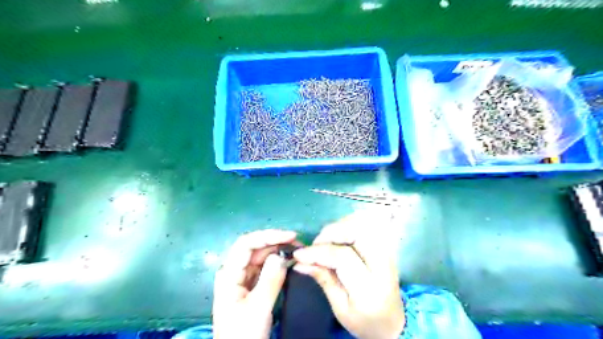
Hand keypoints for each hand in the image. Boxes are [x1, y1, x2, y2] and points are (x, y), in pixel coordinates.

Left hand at [212, 229, 296, 337]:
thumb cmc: (243, 334)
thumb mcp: (258, 308)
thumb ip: (270, 280)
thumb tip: (281, 255)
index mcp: (229, 273)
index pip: (246, 244)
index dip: (269, 236)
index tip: (290, 236)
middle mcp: (234, 271)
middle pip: (255, 248)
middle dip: (277, 242)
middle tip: (299, 243)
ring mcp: (242, 278)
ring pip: (261, 257)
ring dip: (279, 251)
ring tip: (297, 250)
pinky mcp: (251, 285)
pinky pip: (265, 268)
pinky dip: (278, 262)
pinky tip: (290, 260)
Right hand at [294, 212, 404, 338]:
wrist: (393, 322)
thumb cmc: (364, 320)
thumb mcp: (340, 308)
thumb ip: (323, 279)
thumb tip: (300, 261)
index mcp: (370, 287)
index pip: (343, 257)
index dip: (318, 252)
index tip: (299, 254)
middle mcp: (383, 264)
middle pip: (358, 232)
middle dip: (332, 232)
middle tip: (316, 243)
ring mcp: (387, 252)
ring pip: (363, 224)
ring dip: (340, 227)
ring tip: (326, 240)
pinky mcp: (385, 246)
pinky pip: (367, 225)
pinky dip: (349, 225)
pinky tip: (340, 236)